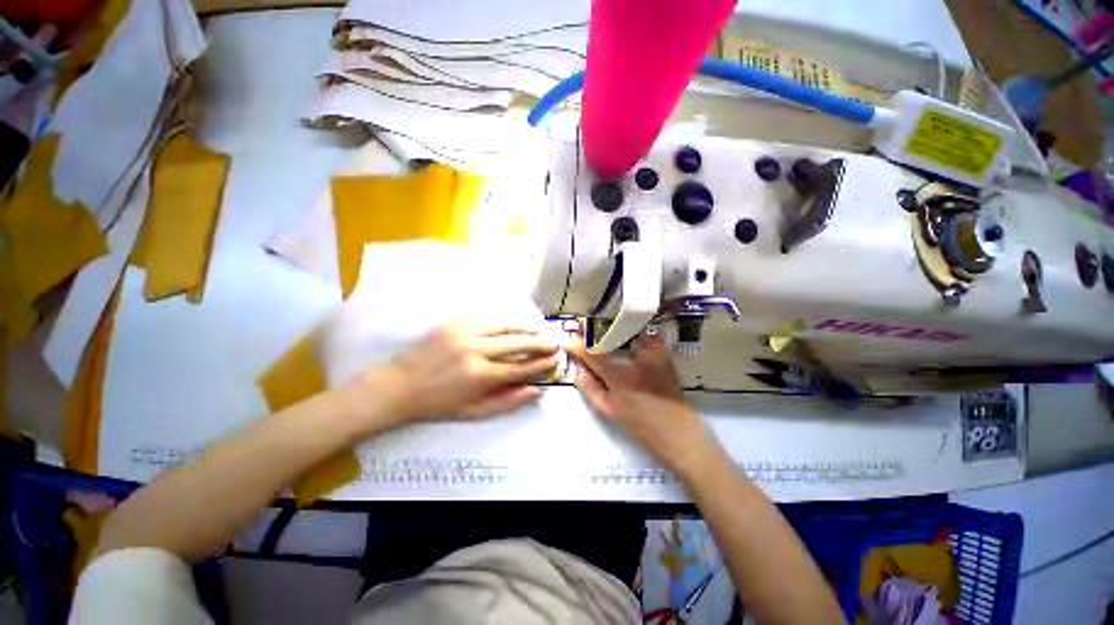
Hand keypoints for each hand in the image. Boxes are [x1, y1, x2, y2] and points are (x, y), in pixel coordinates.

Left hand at [368, 315, 559, 423]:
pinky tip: (513, 315)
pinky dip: (502, 314)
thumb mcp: (474, 412)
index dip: (541, 363)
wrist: (399, 385)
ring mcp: (464, 332)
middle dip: (539, 342)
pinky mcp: (454, 322)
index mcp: (481, 376)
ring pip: (504, 324)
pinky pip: (484, 313)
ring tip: (538, 327)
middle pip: (516, 343)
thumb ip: (508, 402)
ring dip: (524, 325)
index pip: (521, 367)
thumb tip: (537, 391)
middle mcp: (476, 350)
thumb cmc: (438, 403)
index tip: (554, 360)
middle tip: (554, 341)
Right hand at [568, 333, 721, 475]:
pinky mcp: (665, 354)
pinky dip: (636, 334)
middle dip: (594, 329)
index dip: (576, 344)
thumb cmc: (642, 427)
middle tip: (583, 329)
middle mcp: (636, 361)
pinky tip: (630, 340)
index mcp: (619, 378)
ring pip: (629, 331)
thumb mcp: (610, 411)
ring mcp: (654, 355)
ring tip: (604, 331)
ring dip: (614, 329)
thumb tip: (576, 370)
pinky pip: (647, 335)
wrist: (680, 434)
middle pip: (610, 334)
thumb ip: (590, 389)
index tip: (567, 340)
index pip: (592, 354)